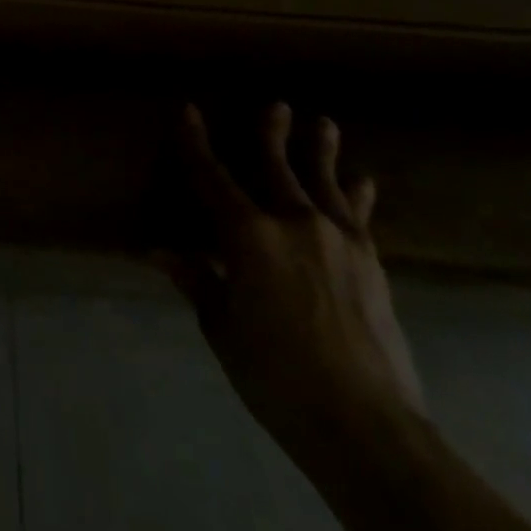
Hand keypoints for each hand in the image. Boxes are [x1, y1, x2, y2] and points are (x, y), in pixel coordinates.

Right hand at [167, 102, 423, 466]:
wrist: (367, 426)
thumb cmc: (276, 374)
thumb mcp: (222, 326)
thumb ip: (197, 279)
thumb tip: (159, 249)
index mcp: (248, 235)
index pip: (212, 177)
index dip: (196, 143)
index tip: (190, 111)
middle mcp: (293, 223)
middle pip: (276, 166)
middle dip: (270, 133)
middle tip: (277, 104)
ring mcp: (339, 241)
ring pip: (325, 182)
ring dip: (321, 151)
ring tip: (324, 123)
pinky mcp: (371, 264)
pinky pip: (359, 216)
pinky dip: (357, 195)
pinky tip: (363, 181)